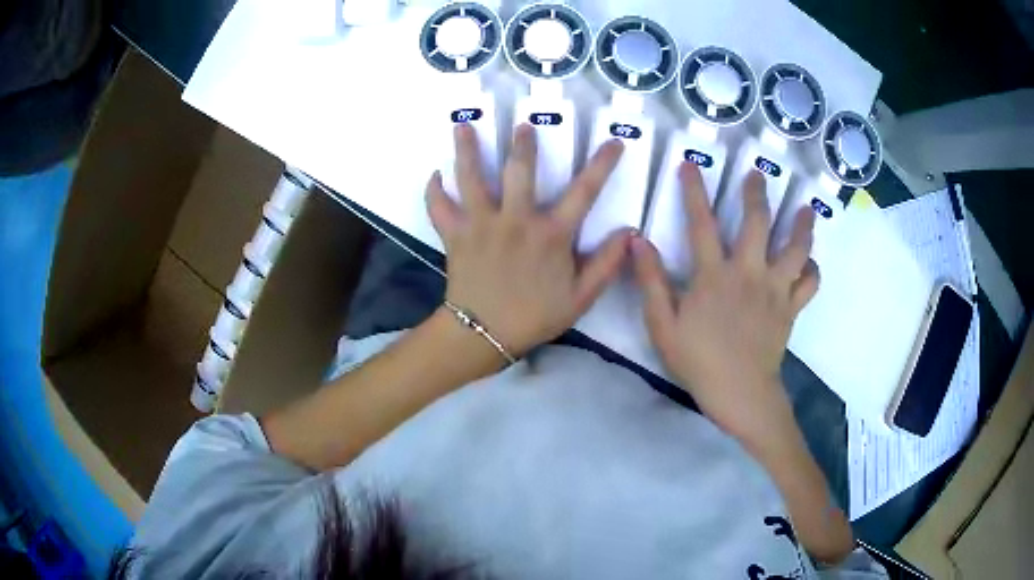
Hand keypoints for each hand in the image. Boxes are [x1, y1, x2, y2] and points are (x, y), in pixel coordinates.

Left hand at [426, 123, 631, 357]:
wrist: (484, 335)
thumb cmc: (534, 316)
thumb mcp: (580, 298)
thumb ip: (606, 264)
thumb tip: (630, 232)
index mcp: (551, 234)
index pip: (585, 191)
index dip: (602, 164)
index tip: (614, 141)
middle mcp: (516, 219)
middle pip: (520, 170)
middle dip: (523, 143)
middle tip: (522, 124)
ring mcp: (481, 224)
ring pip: (472, 178)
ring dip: (467, 149)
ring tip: (462, 125)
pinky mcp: (455, 234)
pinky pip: (439, 207)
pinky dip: (434, 191)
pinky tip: (434, 175)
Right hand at [631, 162, 818, 446]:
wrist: (740, 393)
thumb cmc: (698, 362)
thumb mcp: (663, 326)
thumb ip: (652, 282)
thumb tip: (639, 241)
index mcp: (714, 275)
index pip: (701, 223)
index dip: (694, 191)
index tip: (691, 165)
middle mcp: (749, 272)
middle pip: (758, 222)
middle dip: (757, 193)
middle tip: (758, 174)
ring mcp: (775, 289)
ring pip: (796, 248)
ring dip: (802, 224)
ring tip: (806, 209)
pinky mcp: (791, 308)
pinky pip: (809, 283)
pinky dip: (813, 270)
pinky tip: (810, 263)